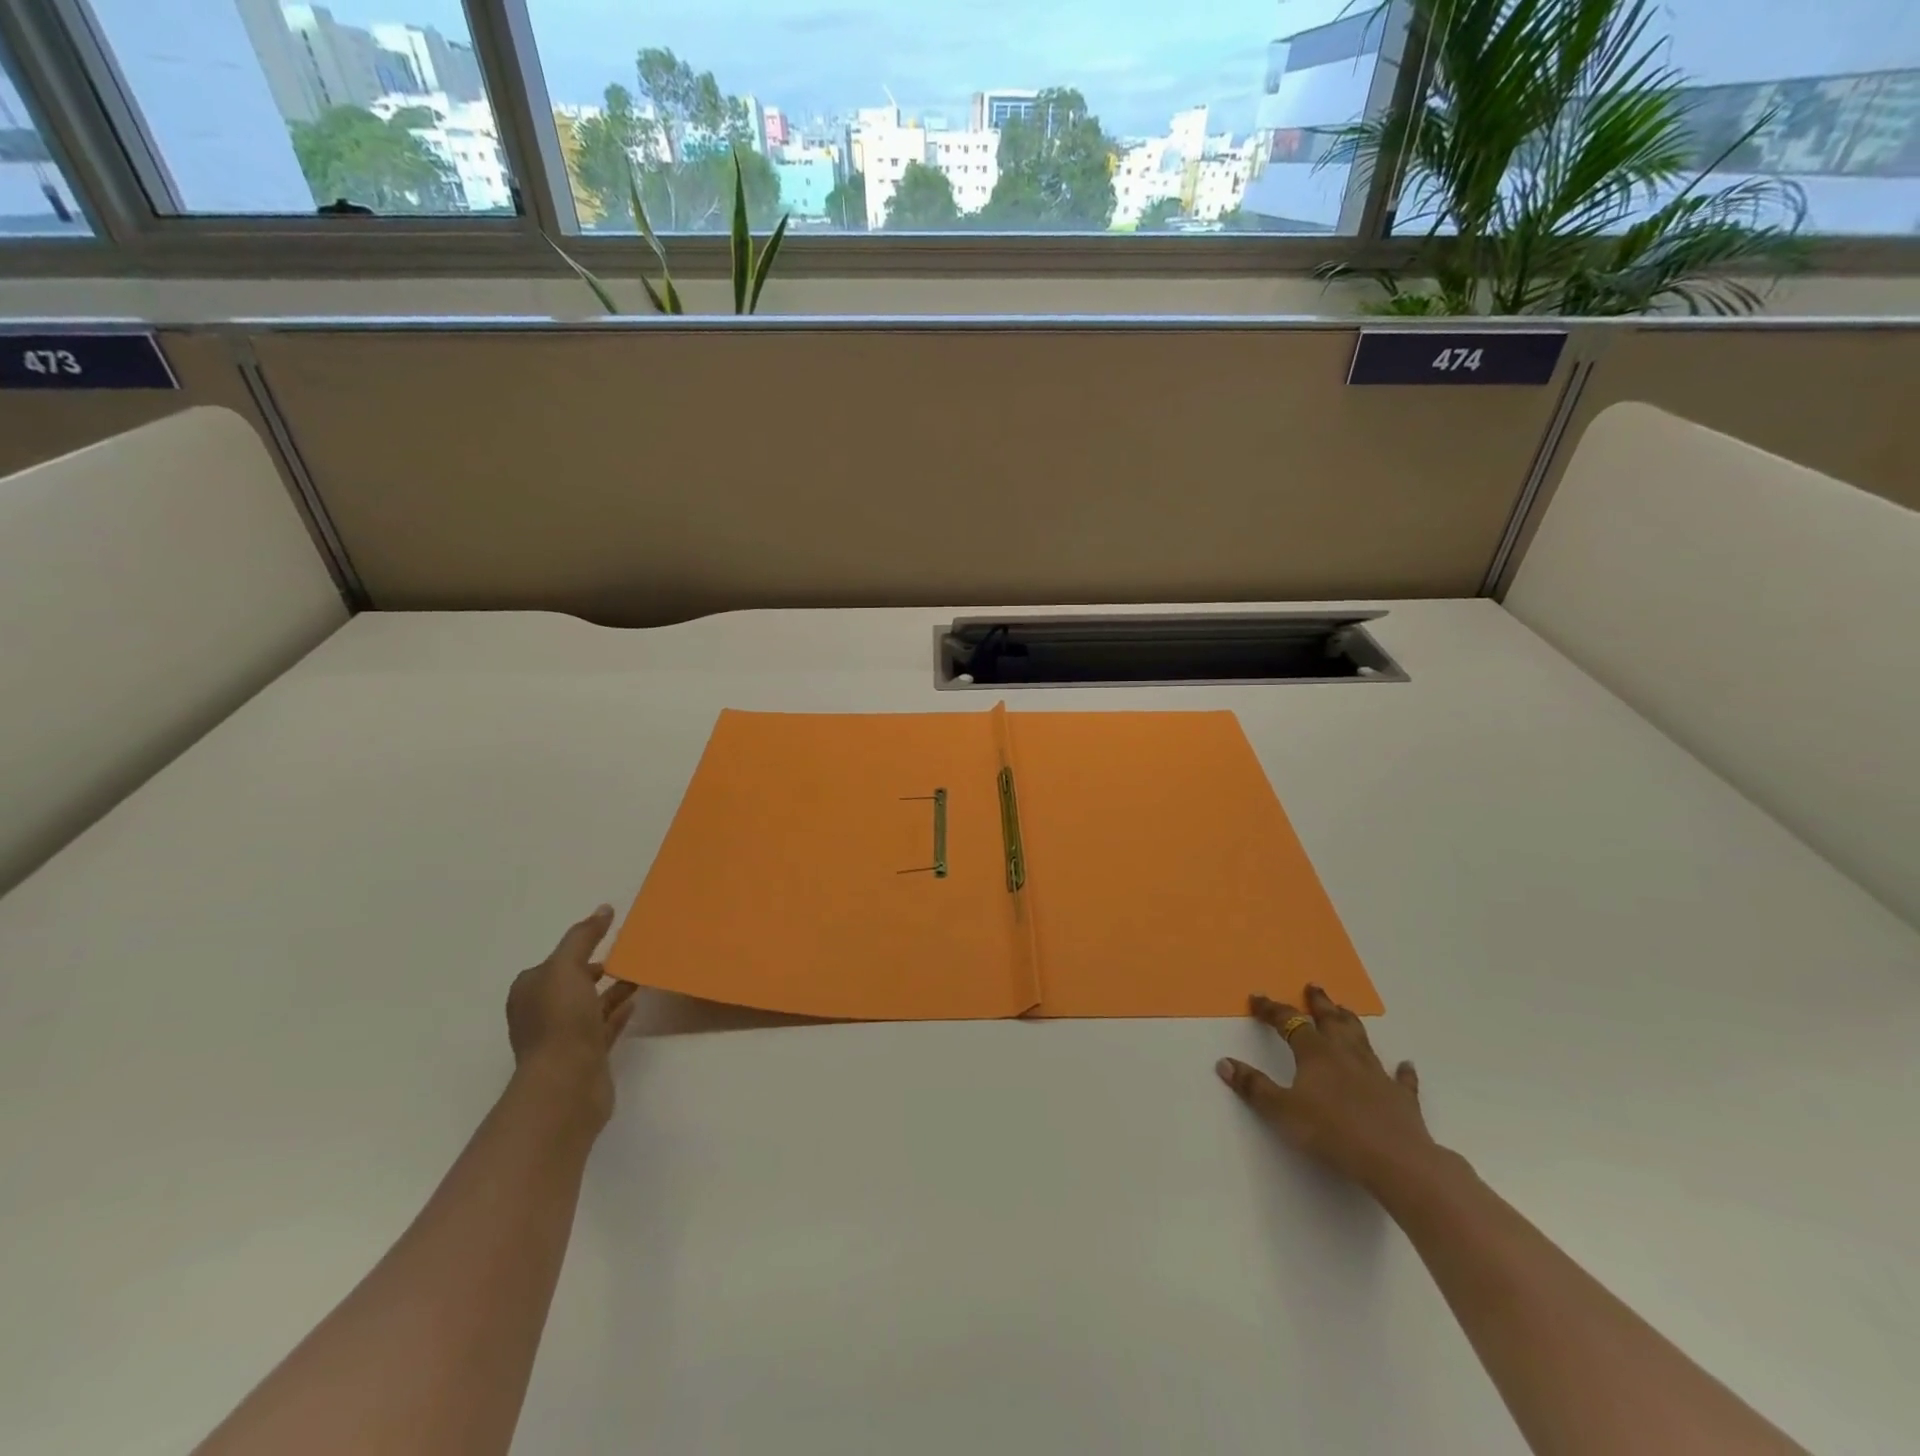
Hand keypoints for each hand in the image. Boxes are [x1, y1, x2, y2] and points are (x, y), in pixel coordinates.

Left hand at [506, 905, 638, 1128]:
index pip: (555, 962)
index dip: (580, 948)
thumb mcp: (567, 967)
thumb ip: (584, 936)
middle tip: (631, 954)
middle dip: (598, 968)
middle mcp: (542, 1013)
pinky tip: (637, 1001)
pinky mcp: (585, 1055)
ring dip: (613, 989)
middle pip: (573, 983)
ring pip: (591, 1005)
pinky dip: (619, 1012)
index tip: (611, 937)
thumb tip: (604, 909)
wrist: (566, 1083)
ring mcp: (563, 1037)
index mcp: (530, 990)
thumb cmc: (560, 1021)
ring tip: (642, 974)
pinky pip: (604, 1026)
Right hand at [1216, 986, 1440, 1195]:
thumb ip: (1253, 1087)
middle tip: (1313, 987)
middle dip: (1319, 1003)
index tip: (1258, 997)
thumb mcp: (1282, 1111)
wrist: (1396, 1161)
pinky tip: (1406, 1064)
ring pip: (1361, 1040)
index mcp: (1315, 1054)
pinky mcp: (1401, 1098)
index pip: (1289, 1022)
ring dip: (1351, 1023)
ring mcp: (1377, 1074)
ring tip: (1346, 1009)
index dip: (1271, 1009)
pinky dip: (1402, 1070)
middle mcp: (1346, 1055)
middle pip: (1331, 1021)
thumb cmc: (1331, 1133)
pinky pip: (1401, 1078)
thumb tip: (1224, 1062)